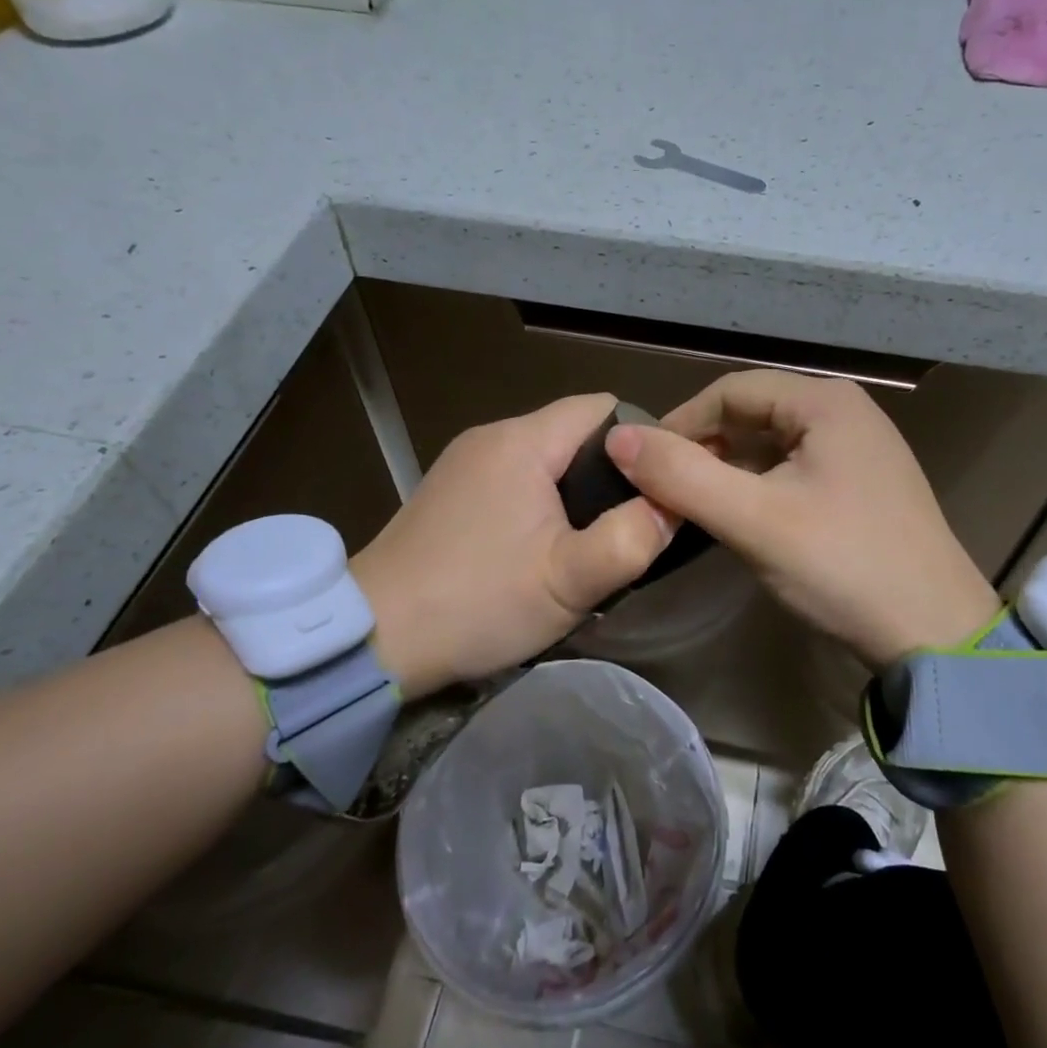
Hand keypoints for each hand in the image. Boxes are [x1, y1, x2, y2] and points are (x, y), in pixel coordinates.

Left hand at [350, 394, 673, 697]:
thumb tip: (673, 504)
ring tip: (587, 542)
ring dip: (574, 492)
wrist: (373, 638)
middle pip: (575, 433)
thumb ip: (631, 539)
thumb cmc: (477, 602)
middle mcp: (492, 436)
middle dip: (610, 474)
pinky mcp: (449, 490)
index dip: (641, 442)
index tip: (657, 489)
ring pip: (545, 458)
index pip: (603, 409)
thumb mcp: (569, 582)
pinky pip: (514, 478)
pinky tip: (538, 548)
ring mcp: (464, 462)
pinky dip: (539, 502)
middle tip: (627, 526)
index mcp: (523, 441)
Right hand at [605, 370, 999, 668]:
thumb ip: (682, 476)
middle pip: (751, 414)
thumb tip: (617, 437)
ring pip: (770, 444)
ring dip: (728, 469)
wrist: (935, 635)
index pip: (730, 390)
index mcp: (825, 402)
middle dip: (703, 447)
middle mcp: (845, 412)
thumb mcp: (754, 520)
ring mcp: (858, 449)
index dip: (680, 422)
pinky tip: (739, 517)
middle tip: (664, 490)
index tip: (642, 464)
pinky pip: (793, 469)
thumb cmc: (843, 566)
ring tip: (693, 505)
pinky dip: (758, 486)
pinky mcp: (861, 485)